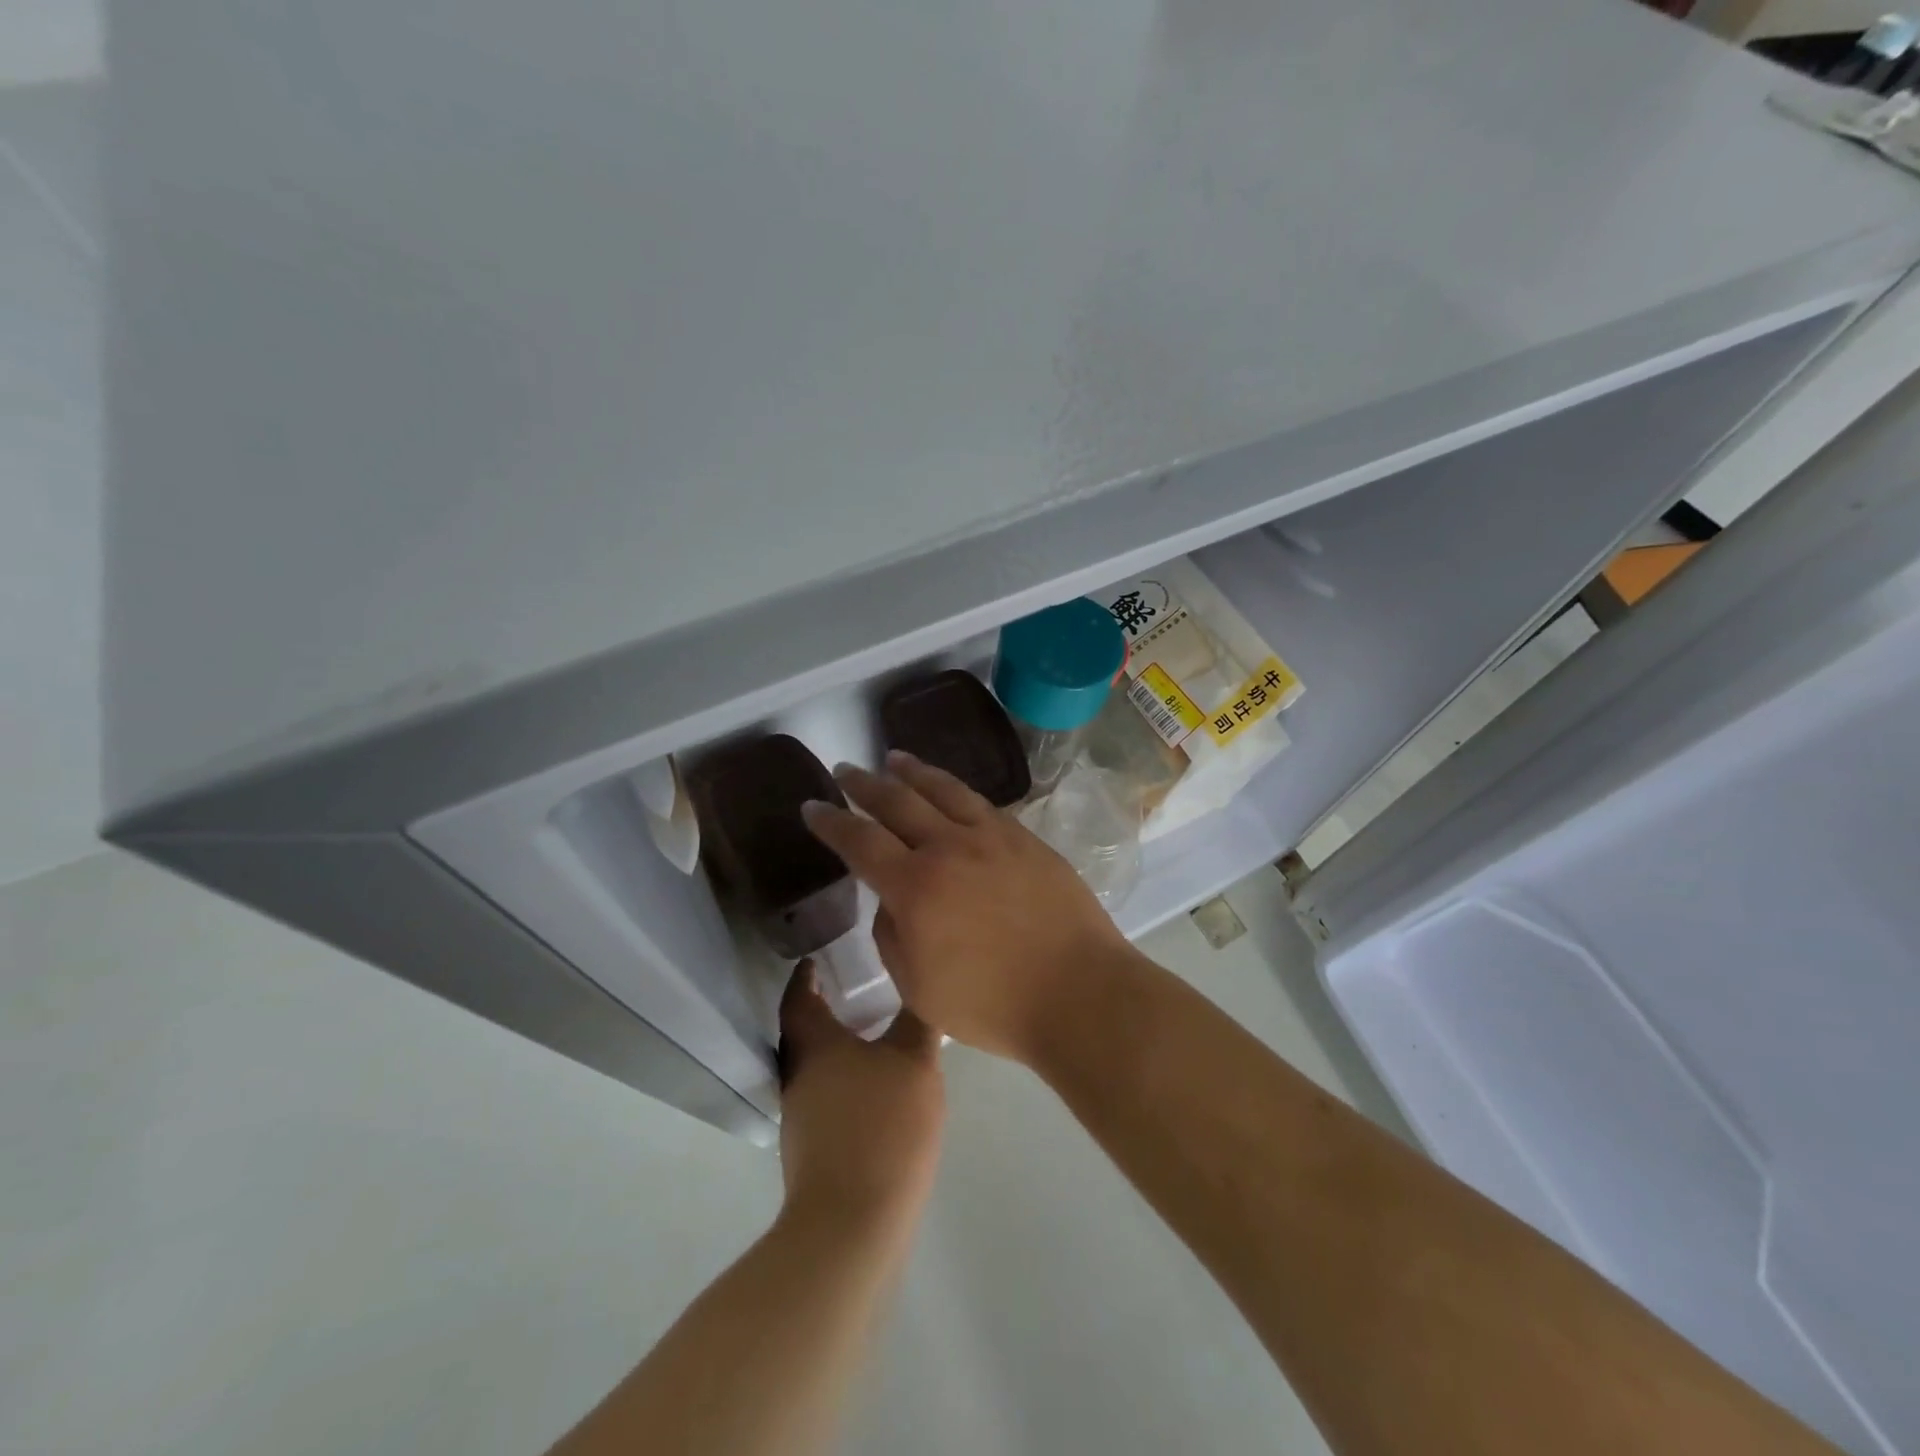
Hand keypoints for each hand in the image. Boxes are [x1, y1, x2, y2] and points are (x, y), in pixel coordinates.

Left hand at [776, 962, 943, 1236]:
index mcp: (815, 1046)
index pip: (799, 999)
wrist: (852, 1225)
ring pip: (813, 1068)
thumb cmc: (882, 1127)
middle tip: (848, 991)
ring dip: (833, 1049)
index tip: (814, 960)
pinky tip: (871, 1090)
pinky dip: (842, 1082)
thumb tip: (919, 985)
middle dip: (820, 1011)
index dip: (804, 977)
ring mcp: (801, 1119)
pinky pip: (824, 1098)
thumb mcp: (914, 1063)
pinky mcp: (811, 1153)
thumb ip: (917, 1021)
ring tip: (867, 1036)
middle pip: (802, 1034)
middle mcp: (798, 1076)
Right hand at [801, 751, 1133, 1062]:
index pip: (860, 841)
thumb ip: (892, 936)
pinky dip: (957, 791)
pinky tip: (952, 791)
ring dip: (913, 772)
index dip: (831, 822)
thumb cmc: (992, 1005)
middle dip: (864, 784)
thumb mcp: (918, 988)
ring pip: (944, 790)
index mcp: (914, 887)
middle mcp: (949, 848)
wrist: (1079, 992)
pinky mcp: (1026, 839)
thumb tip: (891, 899)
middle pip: (897, 802)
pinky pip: (983, 803)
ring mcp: (992, 837)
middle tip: (844, 769)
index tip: (812, 807)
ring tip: (895, 759)